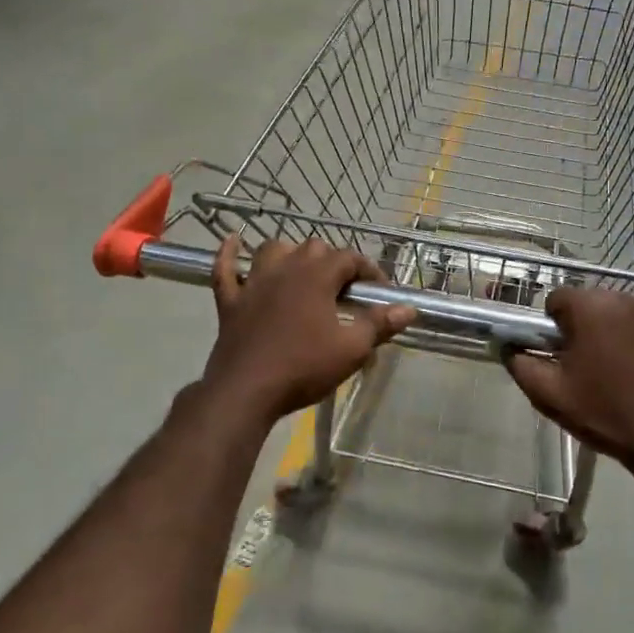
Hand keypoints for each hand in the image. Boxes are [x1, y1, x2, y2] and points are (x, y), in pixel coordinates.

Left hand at [202, 235, 414, 422]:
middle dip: (333, 261)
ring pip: (272, 250)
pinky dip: (228, 254)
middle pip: (313, 248)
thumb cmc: (303, 368)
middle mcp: (285, 269)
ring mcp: (253, 283)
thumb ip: (379, 324)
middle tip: (344, 289)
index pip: (349, 258)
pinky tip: (232, 241)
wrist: (246, 391)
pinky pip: (224, 269)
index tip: (380, 290)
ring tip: (301, 270)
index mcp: (317, 276)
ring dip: (289, 254)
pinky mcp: (231, 301)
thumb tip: (409, 308)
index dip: (368, 270)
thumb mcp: (351, 349)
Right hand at [505, 287, 633, 467]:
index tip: (562, 352)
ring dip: (618, 328)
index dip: (555, 325)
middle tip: (590, 362)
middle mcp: (625, 298)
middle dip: (588, 324)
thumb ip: (520, 363)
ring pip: (625, 311)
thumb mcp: (549, 394)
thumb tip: (509, 346)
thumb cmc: (602, 413)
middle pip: (594, 301)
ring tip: (622, 366)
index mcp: (589, 308)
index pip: (559, 298)